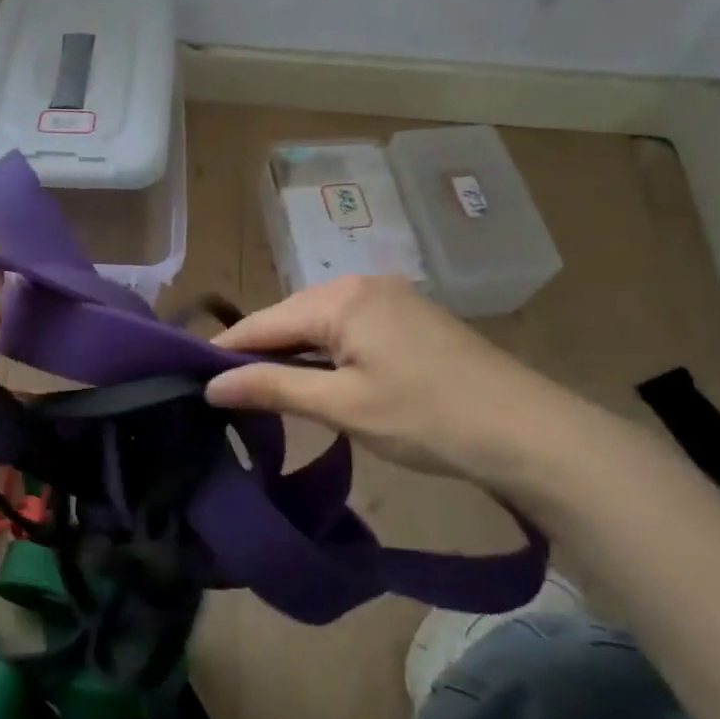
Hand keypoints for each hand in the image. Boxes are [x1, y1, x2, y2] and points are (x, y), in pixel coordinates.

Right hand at [205, 275, 567, 481]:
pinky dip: (323, 355)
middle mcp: (361, 284)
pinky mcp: (408, 319)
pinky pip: (347, 330)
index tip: (190, 378)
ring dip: (291, 356)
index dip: (225, 351)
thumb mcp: (342, 406)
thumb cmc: (427, 417)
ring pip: (318, 325)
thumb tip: (210, 386)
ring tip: (260, 391)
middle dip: (258, 353)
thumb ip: (272, 388)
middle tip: (224, 393)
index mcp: (341, 297)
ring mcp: (389, 298)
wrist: (529, 433)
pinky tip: (313, 379)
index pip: (263, 321)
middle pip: (290, 318)